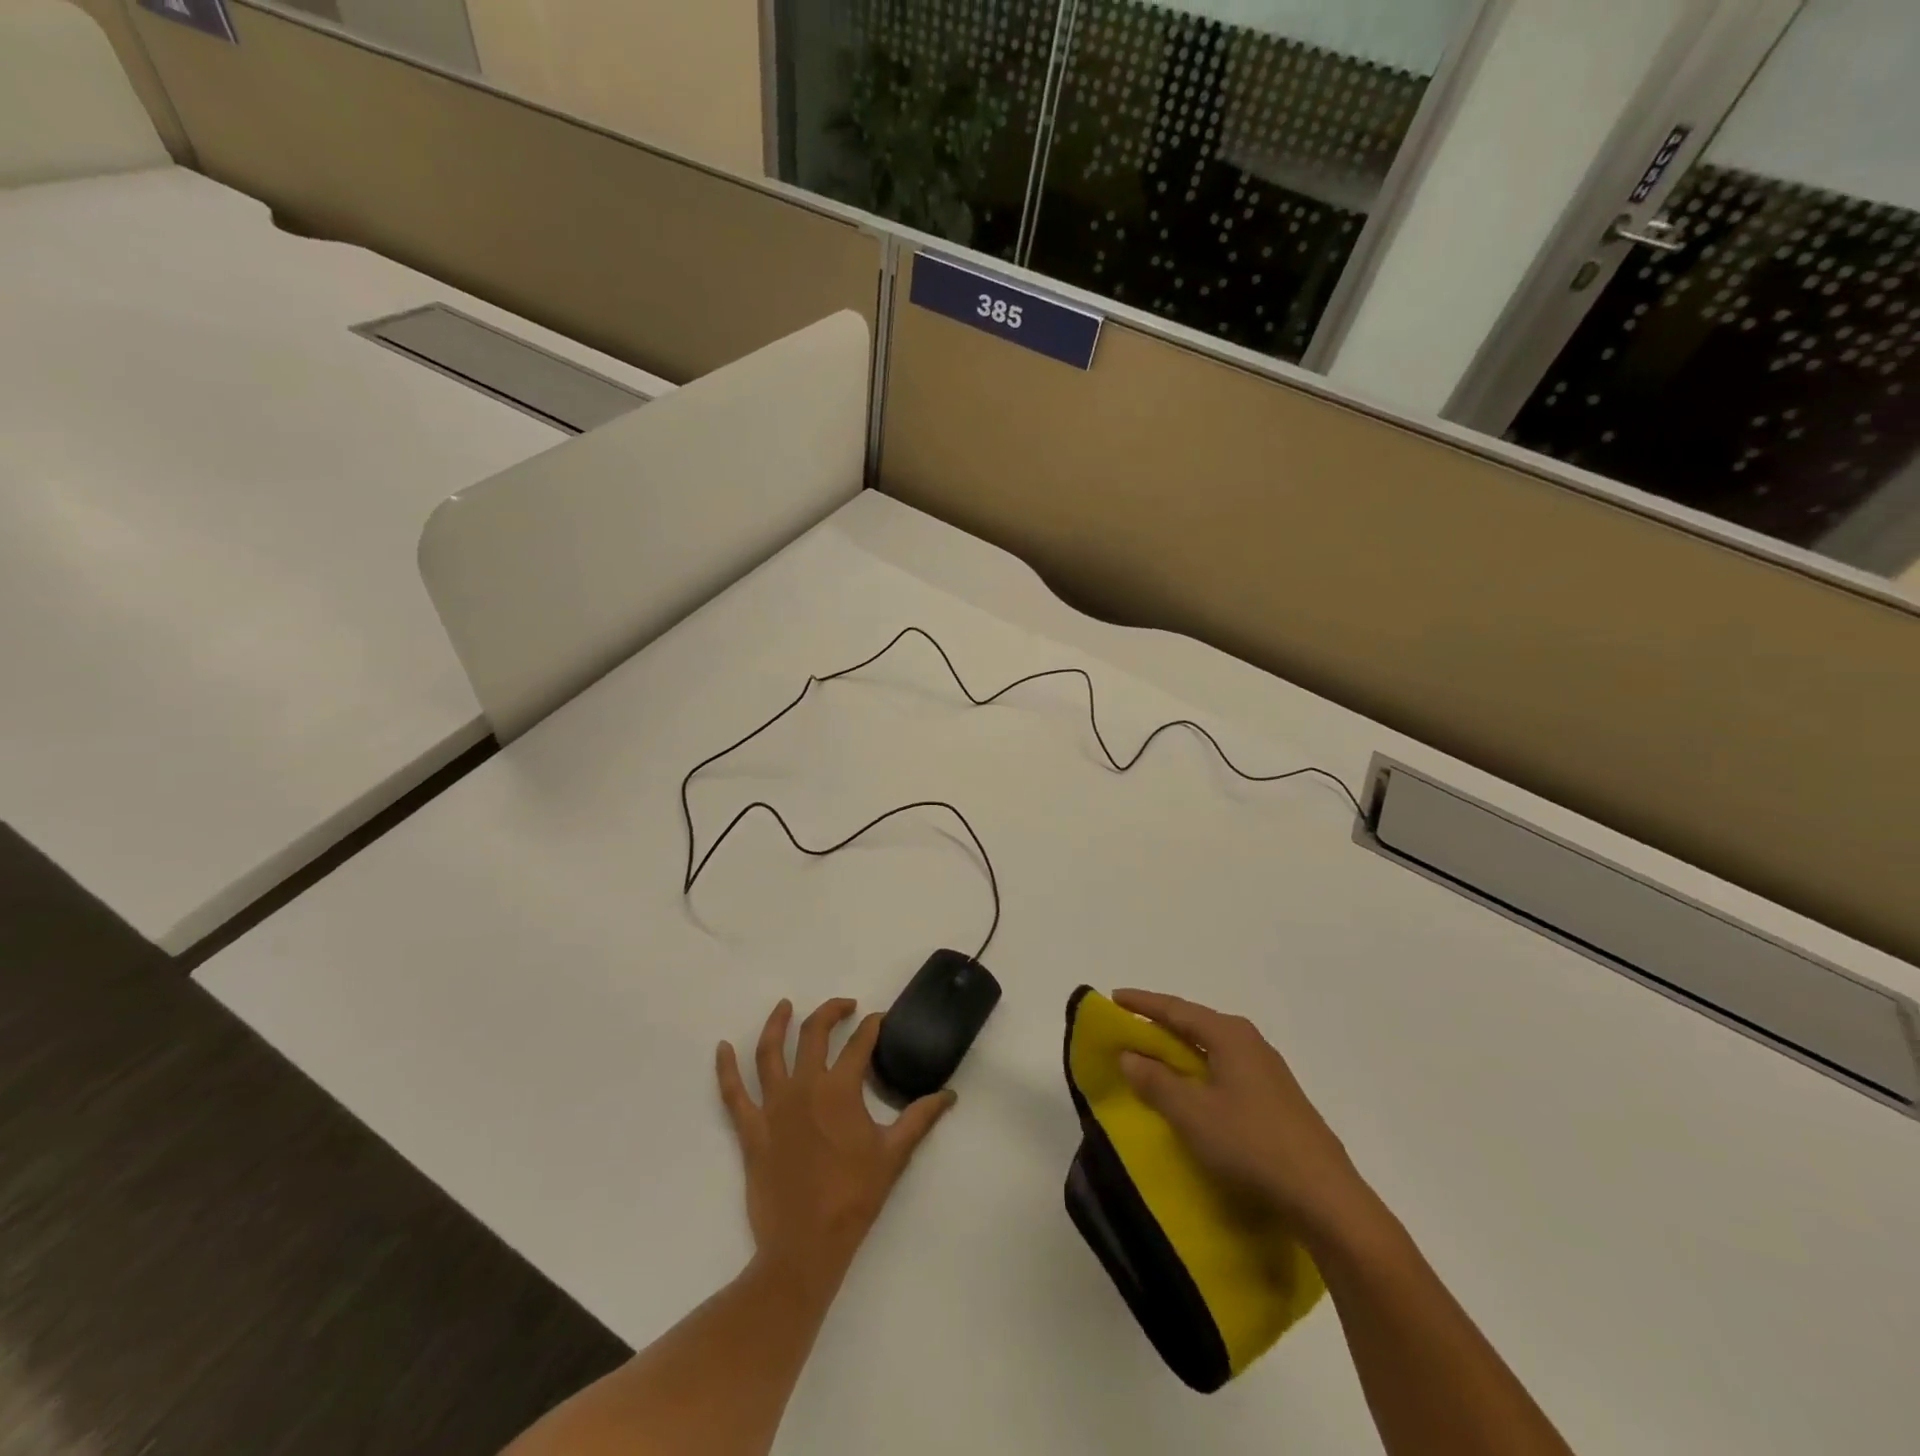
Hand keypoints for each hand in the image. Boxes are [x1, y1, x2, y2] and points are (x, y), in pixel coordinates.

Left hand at [717, 998, 954, 1291]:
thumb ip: (920, 1118)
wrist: (805, 1247)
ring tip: (785, 1006)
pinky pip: (732, 1093)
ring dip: (777, 1024)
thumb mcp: (894, 1155)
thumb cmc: (853, 1197)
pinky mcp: (750, 1130)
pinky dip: (725, 1069)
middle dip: (831, 1012)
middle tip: (845, 1006)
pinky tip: (722, 1048)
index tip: (879, 1019)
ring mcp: (773, 1107)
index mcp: (840, 1089)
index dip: (872, 1026)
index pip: (859, 1043)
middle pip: (813, 1033)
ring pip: (769, 1052)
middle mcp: (804, 1086)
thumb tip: (949, 1095)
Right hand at [1113, 989, 1381, 1252]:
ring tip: (1155, 1058)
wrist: (1326, 1199)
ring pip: (1213, 1048)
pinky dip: (1200, 1071)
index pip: (1176, 1009)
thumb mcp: (1192, 1114)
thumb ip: (1156, 1081)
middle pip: (1196, 1024)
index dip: (1142, 1003)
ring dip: (1181, 1050)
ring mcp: (1268, 1072)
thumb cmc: (1252, 1145)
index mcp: (1230, 1035)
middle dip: (1162, 1024)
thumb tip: (1129, 1054)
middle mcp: (1251, 1043)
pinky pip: (1226, 1070)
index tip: (1114, 997)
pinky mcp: (1277, 1100)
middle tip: (1130, 1028)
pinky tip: (1194, 1091)